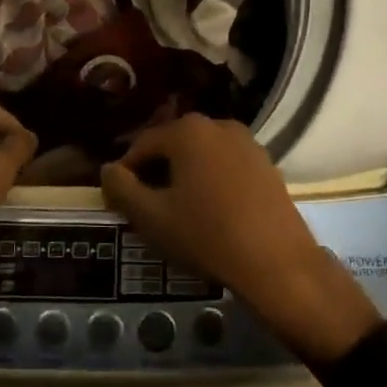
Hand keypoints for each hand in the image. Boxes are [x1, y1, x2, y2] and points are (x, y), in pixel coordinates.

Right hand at [100, 115, 381, 365]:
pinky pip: (226, 164)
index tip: (120, 201)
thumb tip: (108, 170)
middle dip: (156, 172)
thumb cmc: (207, 235)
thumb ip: (121, 189)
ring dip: (185, 176)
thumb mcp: (152, 217)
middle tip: (148, 207)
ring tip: (178, 211)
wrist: (277, 263)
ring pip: (201, 154)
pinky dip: (212, 180)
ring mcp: (246, 141)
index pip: (142, 145)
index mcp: (187, 130)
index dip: (126, 172)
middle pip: (173, 145)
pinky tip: (211, 211)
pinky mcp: (266, 162)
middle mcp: (217, 124)